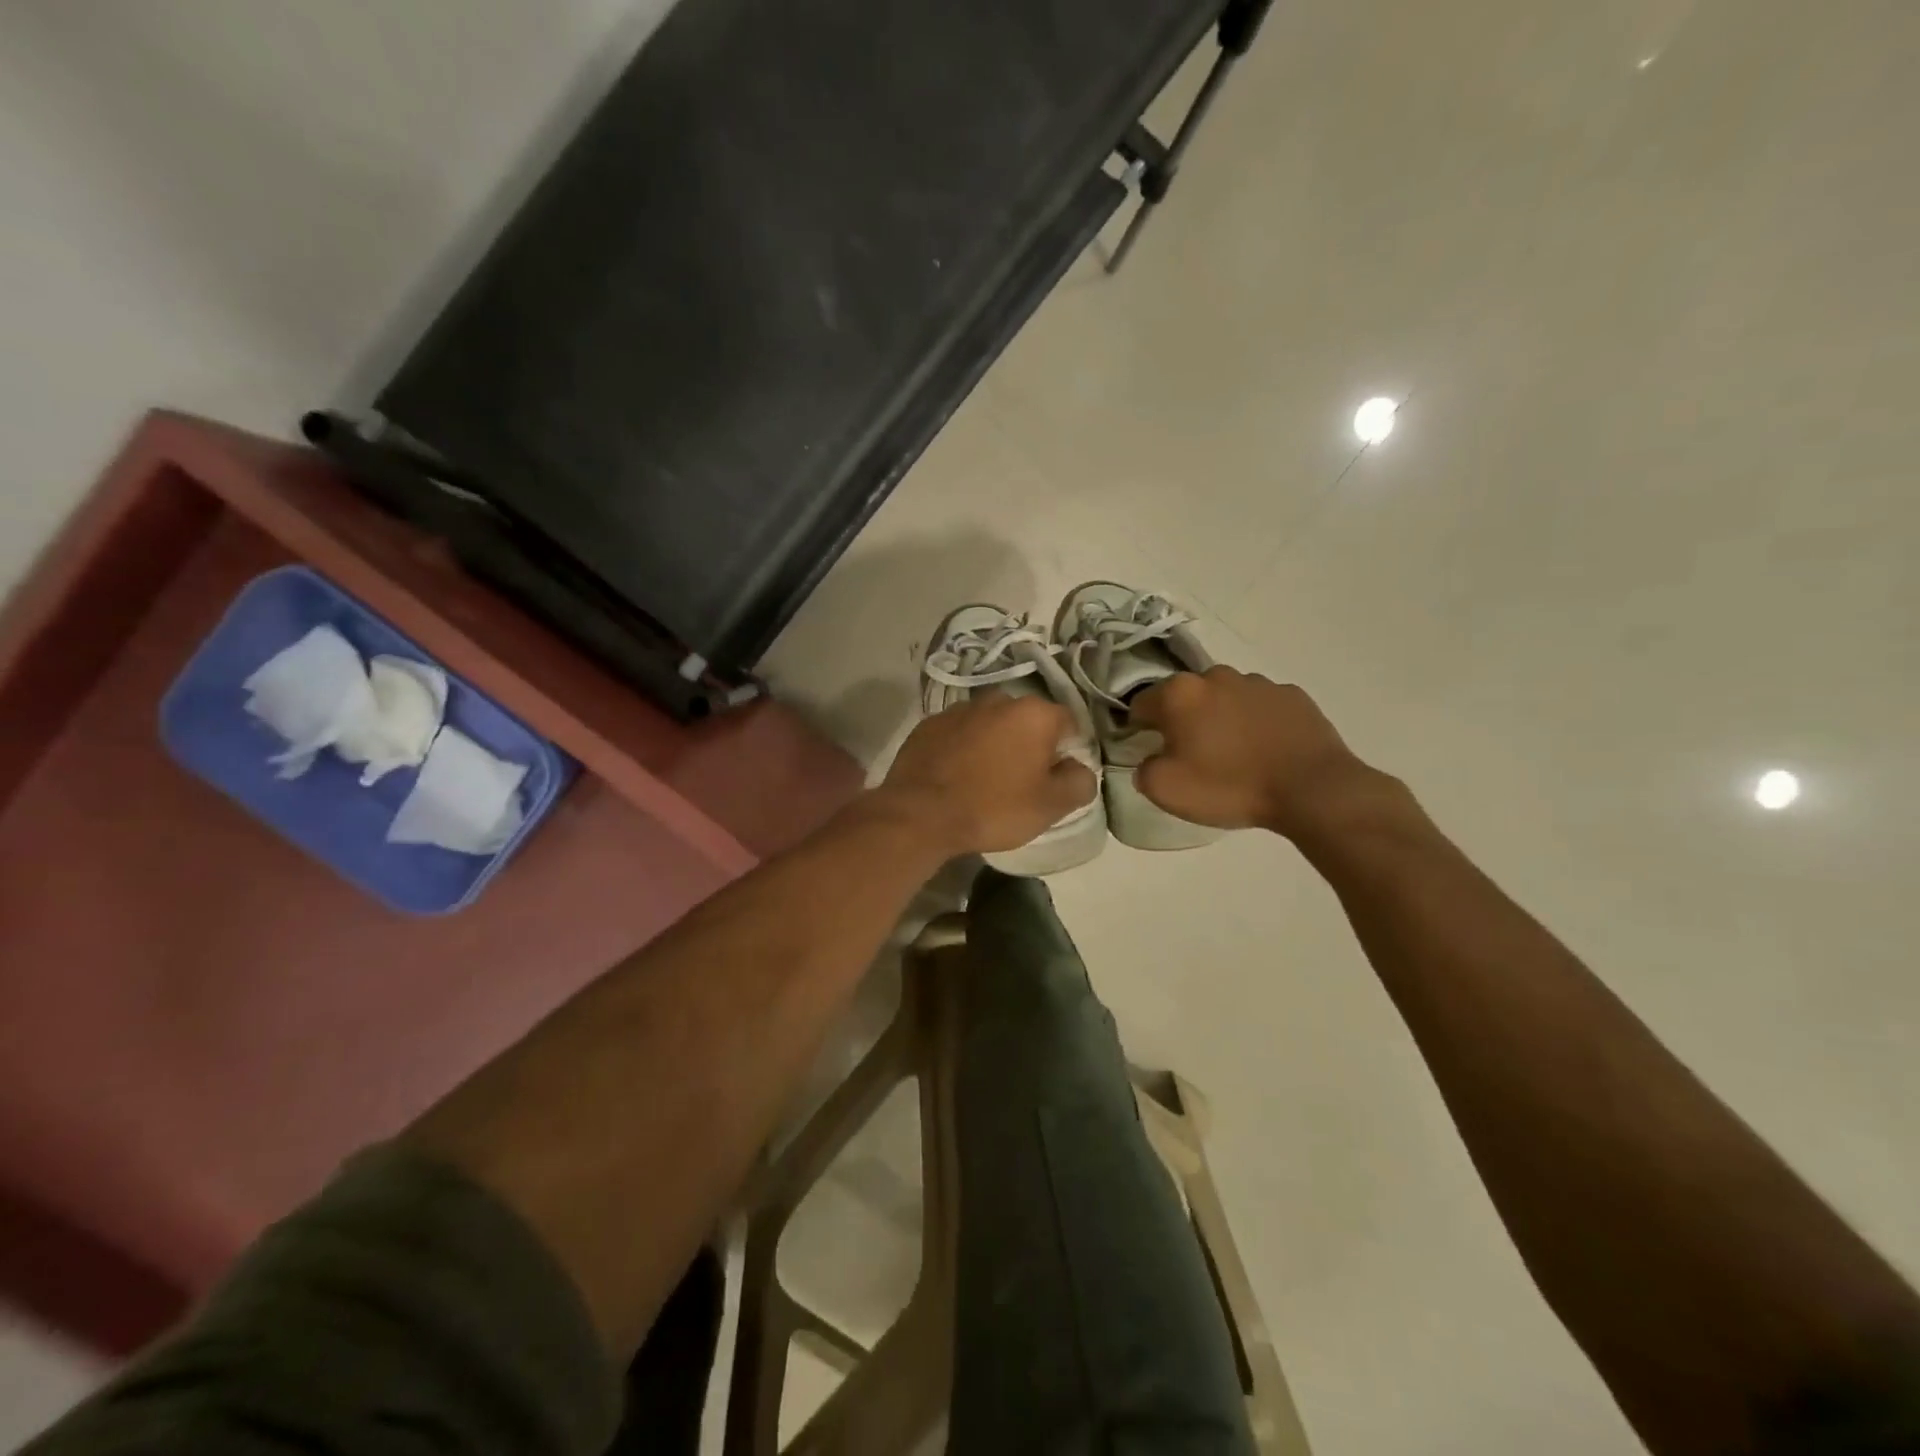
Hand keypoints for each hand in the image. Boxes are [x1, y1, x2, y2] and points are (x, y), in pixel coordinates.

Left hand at [875, 692, 1096, 856]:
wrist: (920, 813)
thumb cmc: (994, 807)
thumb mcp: (1050, 806)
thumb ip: (1079, 782)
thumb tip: (1080, 769)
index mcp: (1034, 713)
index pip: (1068, 722)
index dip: (1069, 749)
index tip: (1058, 776)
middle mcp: (998, 700)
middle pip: (1027, 721)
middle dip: (1030, 745)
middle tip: (1023, 780)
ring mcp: (959, 709)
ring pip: (990, 725)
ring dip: (994, 744)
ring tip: (986, 779)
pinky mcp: (928, 724)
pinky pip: (958, 734)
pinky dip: (963, 748)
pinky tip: (957, 776)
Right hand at [1130, 667, 1393, 840]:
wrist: (1312, 788)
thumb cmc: (1230, 786)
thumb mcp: (1167, 790)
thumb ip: (1143, 769)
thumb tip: (1150, 760)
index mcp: (1179, 694)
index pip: (1141, 703)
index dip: (1139, 728)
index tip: (1150, 751)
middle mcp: (1215, 676)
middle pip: (1185, 696)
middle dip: (1183, 720)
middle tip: (1193, 755)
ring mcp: (1258, 682)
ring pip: (1224, 697)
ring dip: (1221, 718)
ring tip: (1234, 754)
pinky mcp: (1293, 695)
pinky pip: (1261, 706)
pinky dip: (1256, 722)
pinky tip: (1265, 750)